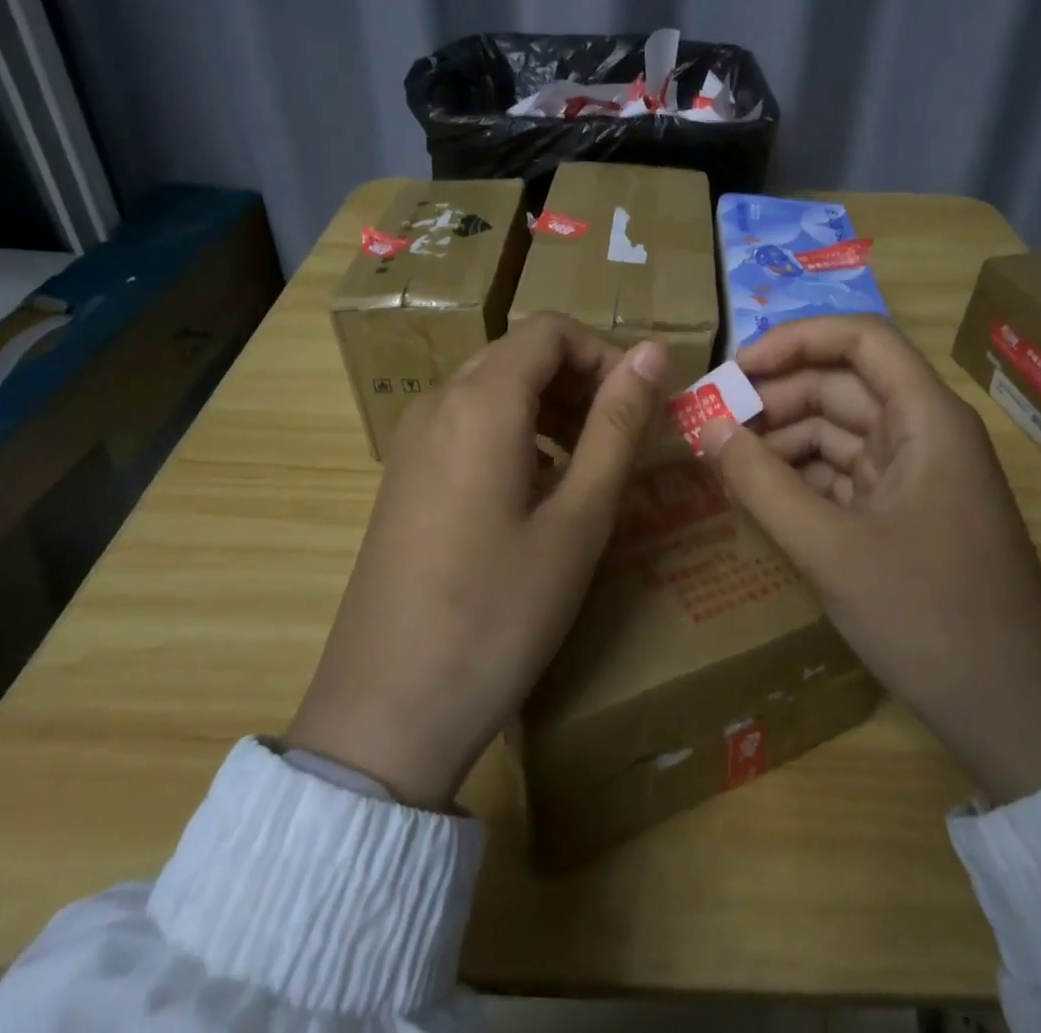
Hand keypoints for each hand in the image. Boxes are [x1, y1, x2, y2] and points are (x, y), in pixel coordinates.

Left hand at [285, 313, 667, 808]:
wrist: (386, 711)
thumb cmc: (499, 613)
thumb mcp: (578, 519)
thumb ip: (617, 425)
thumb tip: (654, 351)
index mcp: (481, 401)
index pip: (550, 329)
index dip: (604, 354)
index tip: (639, 406)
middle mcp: (438, 403)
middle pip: (520, 354)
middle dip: (580, 381)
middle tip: (621, 440)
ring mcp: (412, 439)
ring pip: (493, 389)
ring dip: (549, 408)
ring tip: (586, 469)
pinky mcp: (403, 475)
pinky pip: (467, 424)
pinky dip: (514, 434)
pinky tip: (535, 495)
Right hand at [700, 315, 1040, 803]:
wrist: (1013, 714)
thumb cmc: (929, 617)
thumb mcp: (830, 550)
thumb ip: (761, 484)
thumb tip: (706, 427)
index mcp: (926, 419)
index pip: (860, 339)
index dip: (794, 340)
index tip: (735, 369)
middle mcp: (923, 433)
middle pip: (840, 386)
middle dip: (774, 398)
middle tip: (710, 421)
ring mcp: (914, 475)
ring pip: (836, 431)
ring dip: (781, 440)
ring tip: (722, 460)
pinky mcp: (902, 513)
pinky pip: (841, 474)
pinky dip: (799, 478)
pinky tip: (757, 494)